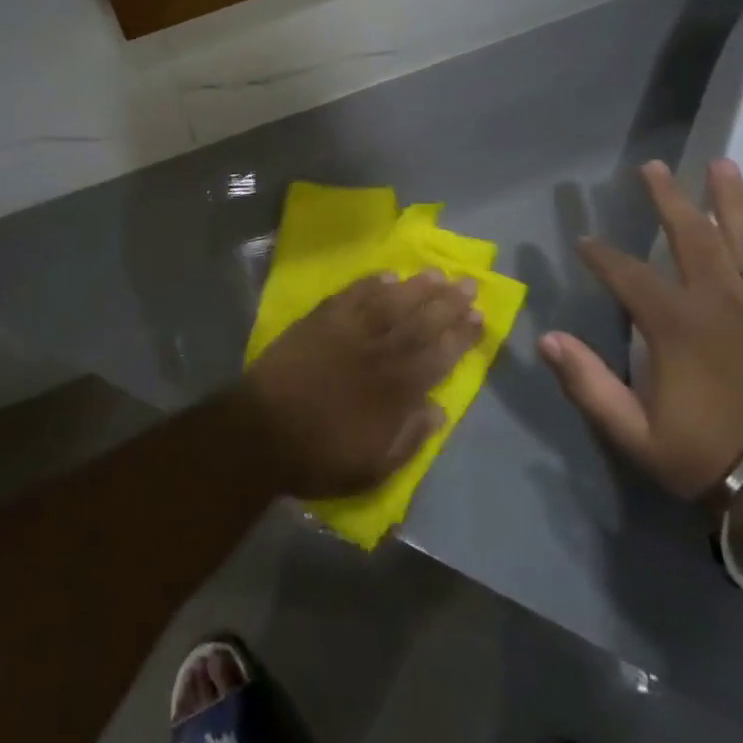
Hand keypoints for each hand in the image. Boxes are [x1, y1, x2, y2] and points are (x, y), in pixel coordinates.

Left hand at [238, 271, 481, 499]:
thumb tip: (439, 409)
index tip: (481, 316)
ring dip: (416, 288)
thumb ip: (410, 439)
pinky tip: (387, 275)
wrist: (260, 432)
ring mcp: (347, 333)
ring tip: (438, 273)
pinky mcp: (319, 321)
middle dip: (448, 303)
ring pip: (390, 303)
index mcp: (396, 391)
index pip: (439, 356)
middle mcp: (378, 354)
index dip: (462, 336)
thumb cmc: (318, 456)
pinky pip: (351, 296)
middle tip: (469, 283)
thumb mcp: (372, 468)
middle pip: (420, 322)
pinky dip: (370, 284)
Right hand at [537, 159, 742, 505]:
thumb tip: (548, 338)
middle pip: (691, 235)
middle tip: (654, 166)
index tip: (584, 241)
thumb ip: (589, 384)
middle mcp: (722, 300)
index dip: (601, 255)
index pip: (627, 274)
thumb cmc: (714, 459)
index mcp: (676, 325)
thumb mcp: (636, 433)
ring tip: (721, 165)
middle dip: (668, 198)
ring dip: (730, 199)